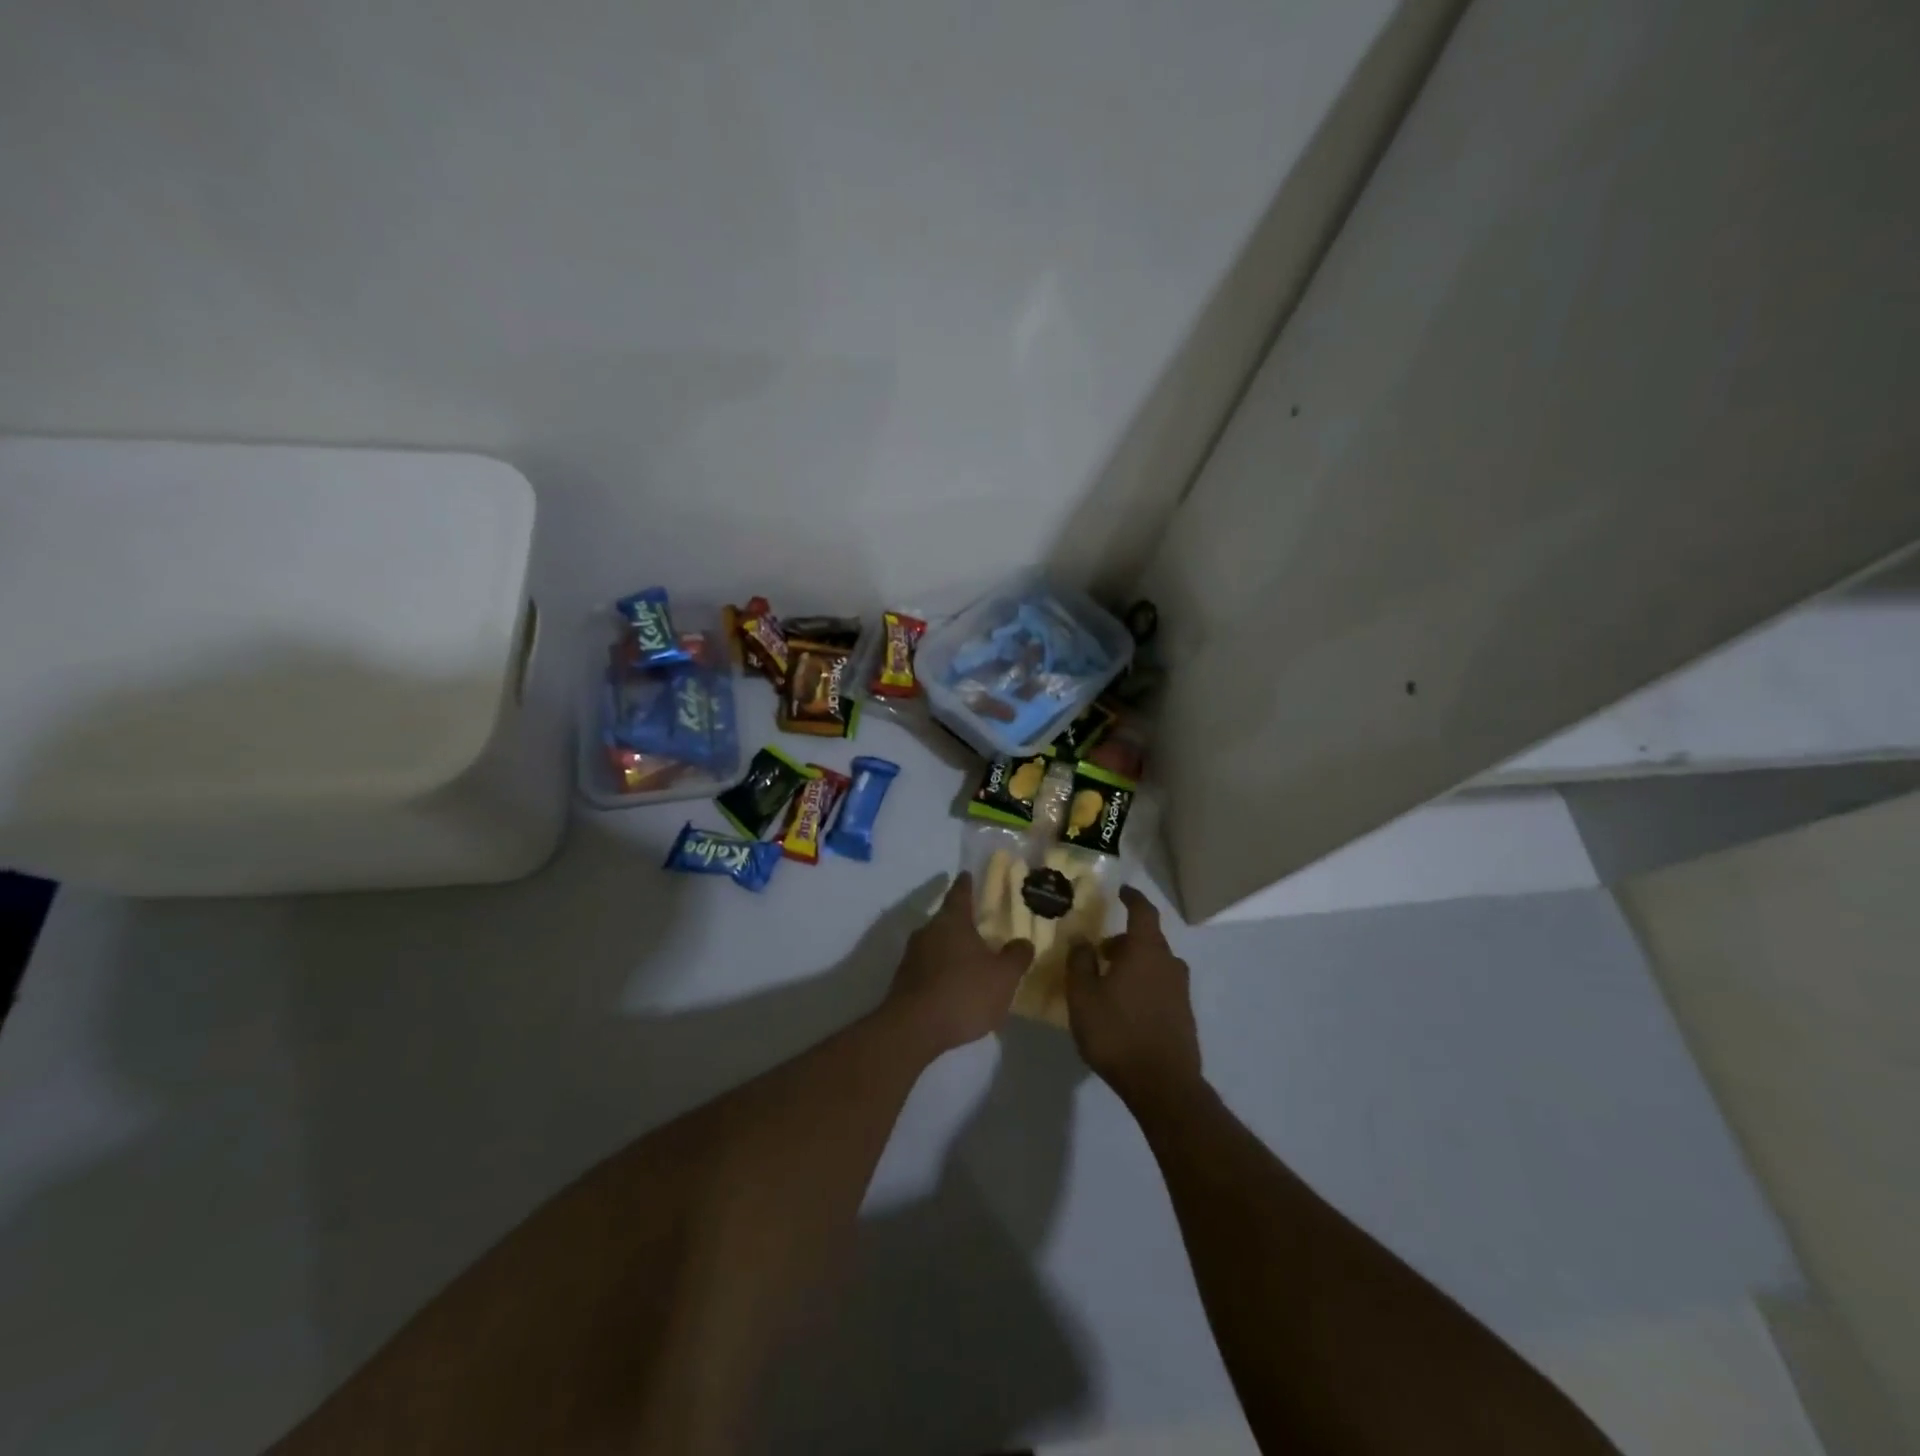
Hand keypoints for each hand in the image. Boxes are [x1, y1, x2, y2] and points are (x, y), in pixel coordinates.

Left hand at [885, 873, 1033, 1056]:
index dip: (966, 884)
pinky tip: (955, 988)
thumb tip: (1023, 942)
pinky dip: (942, 971)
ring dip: (952, 949)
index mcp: (952, 921)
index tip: (968, 874)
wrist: (913, 1029)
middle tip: (981, 927)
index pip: (960, 893)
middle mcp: (928, 931)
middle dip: (963, 922)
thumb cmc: (963, 993)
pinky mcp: (904, 981)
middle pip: (947, 919)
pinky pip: (928, 967)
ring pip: (936, 944)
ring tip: (971, 961)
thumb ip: (1016, 956)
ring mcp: (912, 956)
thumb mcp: (1003, 977)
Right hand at [1066, 885, 1200, 1106]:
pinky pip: (1161, 984)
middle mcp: (1168, 963)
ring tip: (1110, 979)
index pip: (1143, 911)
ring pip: (1155, 963)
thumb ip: (1080, 962)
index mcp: (1145, 950)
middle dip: (1124, 938)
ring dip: (1134, 962)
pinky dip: (1144, 982)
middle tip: (1100, 950)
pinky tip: (1126, 1005)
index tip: (1121, 891)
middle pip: (1148, 939)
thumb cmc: (1117, 1033)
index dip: (1132, 898)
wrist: (1162, 1085)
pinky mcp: (1184, 1014)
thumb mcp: (1083, 996)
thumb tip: (1082, 938)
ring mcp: (1180, 990)